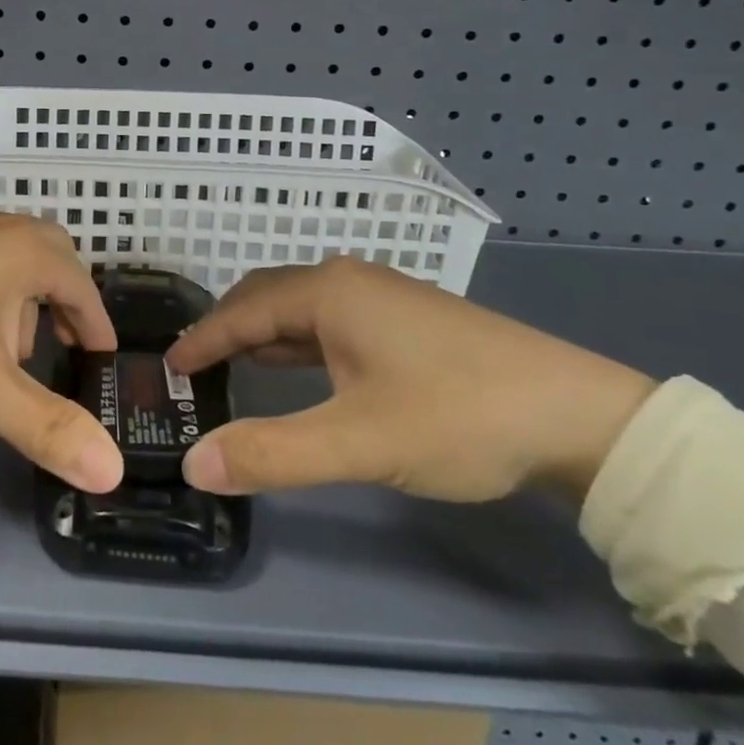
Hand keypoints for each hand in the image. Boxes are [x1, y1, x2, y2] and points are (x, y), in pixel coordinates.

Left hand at [0, 209, 123, 492]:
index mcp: (26, 250)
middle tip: (63, 348)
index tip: (104, 359)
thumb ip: (47, 427)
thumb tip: (113, 471)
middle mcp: (0, 227)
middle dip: (62, 307)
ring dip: (22, 303)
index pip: (82, 285)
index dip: (97, 324)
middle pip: (52, 262)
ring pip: (13, 262)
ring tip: (3, 354)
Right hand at [165, 257, 654, 502]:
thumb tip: (194, 463)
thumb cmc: (458, 416)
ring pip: (299, 307)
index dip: (200, 340)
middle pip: (265, 296)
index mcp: (328, 292)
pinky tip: (296, 365)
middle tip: (192, 366)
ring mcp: (380, 296)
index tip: (166, 367)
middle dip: (225, 328)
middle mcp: (348, 280)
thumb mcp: (359, 442)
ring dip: (260, 333)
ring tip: (230, 365)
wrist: (577, 414)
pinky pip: (328, 320)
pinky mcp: (404, 318)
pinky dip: (296, 340)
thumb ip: (273, 454)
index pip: (242, 311)